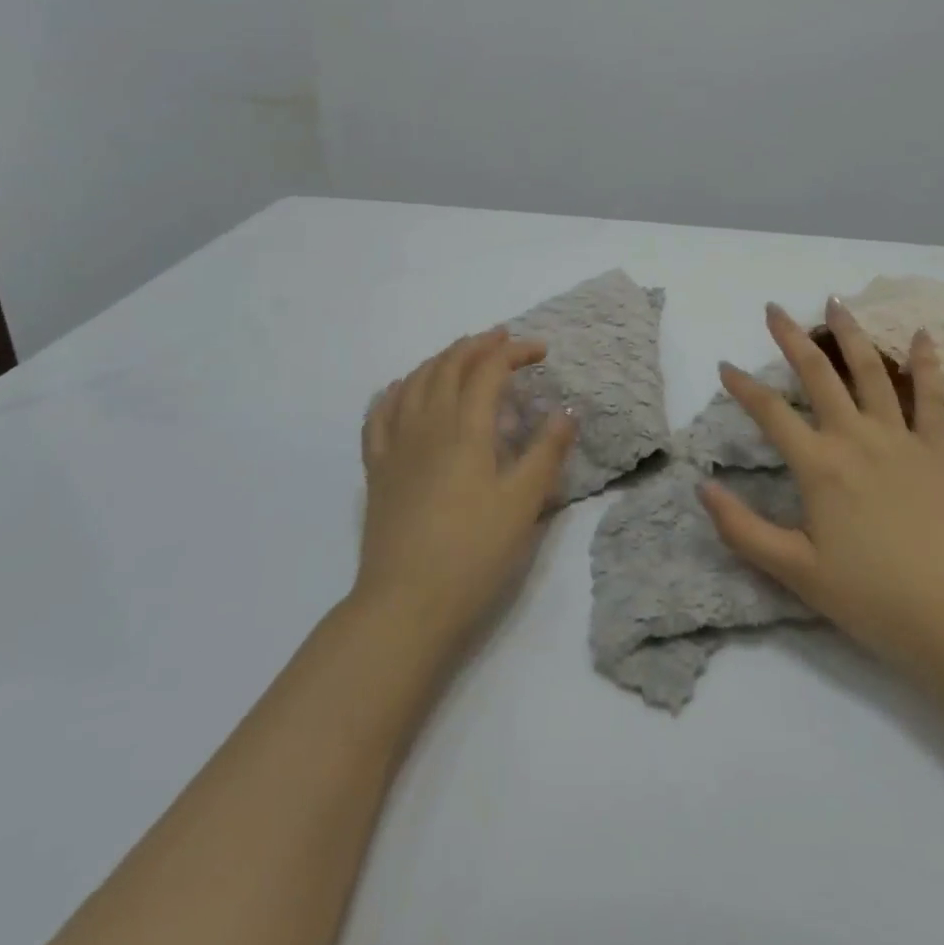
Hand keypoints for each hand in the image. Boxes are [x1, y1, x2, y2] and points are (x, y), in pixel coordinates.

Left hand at [357, 330, 575, 654]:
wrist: (406, 604)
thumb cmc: (473, 553)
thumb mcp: (523, 503)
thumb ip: (546, 452)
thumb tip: (566, 411)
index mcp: (466, 428)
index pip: (489, 370)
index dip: (514, 352)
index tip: (540, 351)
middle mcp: (427, 424)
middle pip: (449, 366)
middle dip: (478, 345)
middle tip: (503, 339)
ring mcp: (396, 446)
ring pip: (414, 382)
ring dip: (440, 359)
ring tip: (460, 355)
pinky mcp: (377, 469)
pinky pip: (379, 414)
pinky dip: (395, 391)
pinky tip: (402, 390)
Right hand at [698, 299, 943, 690]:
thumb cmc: (869, 598)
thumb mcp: (794, 570)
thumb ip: (742, 529)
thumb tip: (703, 488)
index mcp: (819, 466)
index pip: (771, 413)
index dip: (743, 387)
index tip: (725, 365)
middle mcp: (856, 438)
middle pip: (819, 375)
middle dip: (792, 339)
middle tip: (774, 309)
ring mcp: (900, 438)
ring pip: (871, 372)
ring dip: (850, 335)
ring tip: (835, 303)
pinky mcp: (937, 450)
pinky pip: (932, 398)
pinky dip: (927, 364)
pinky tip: (923, 335)